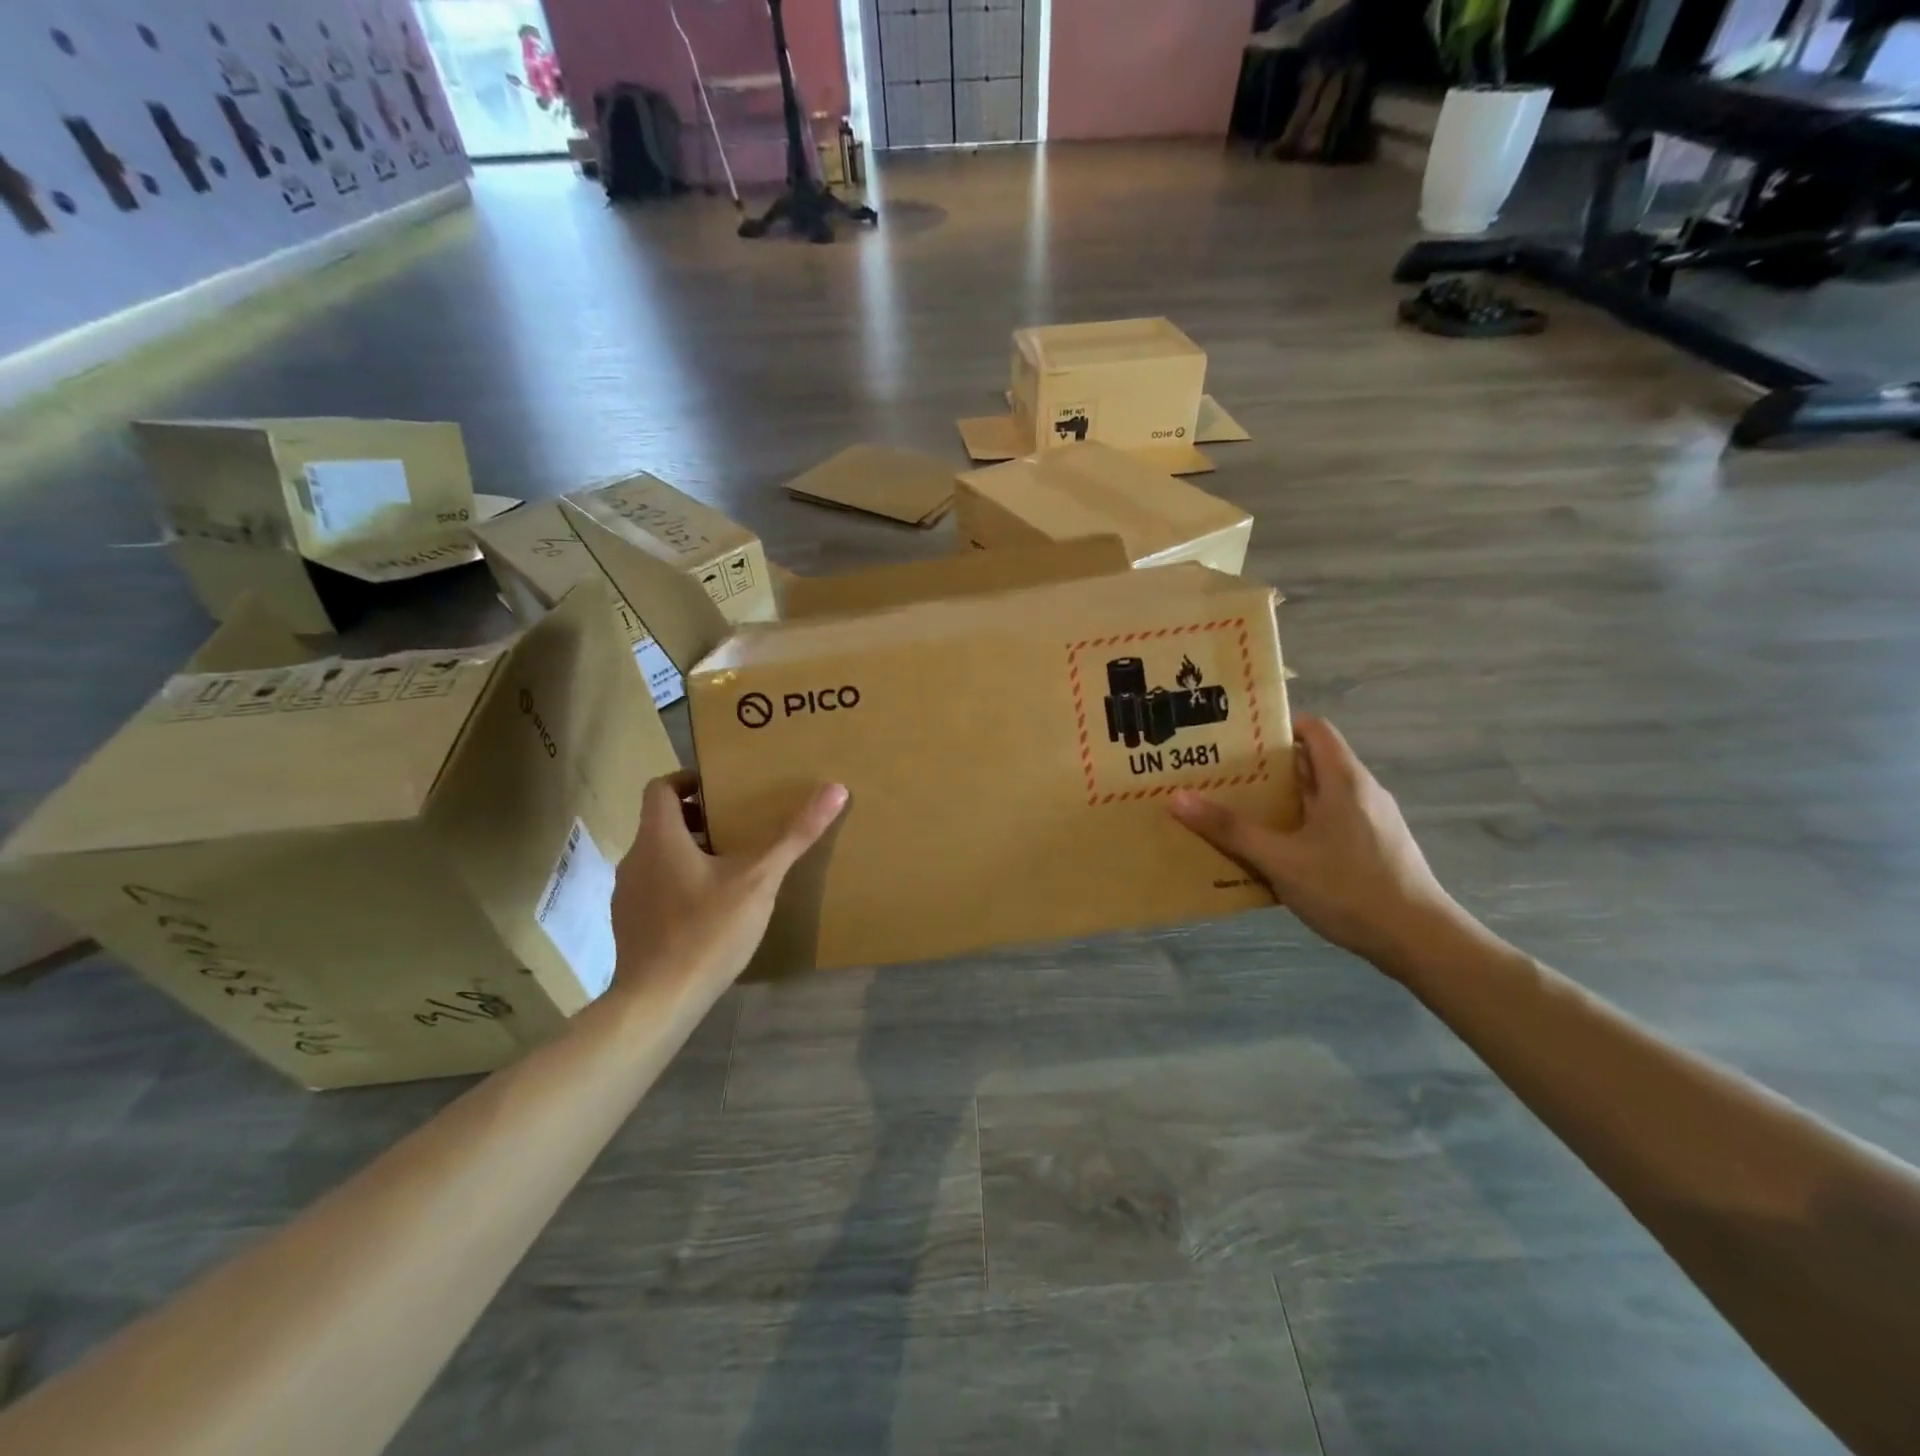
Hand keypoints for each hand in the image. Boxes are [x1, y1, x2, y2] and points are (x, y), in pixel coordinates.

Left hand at [609, 773, 847, 993]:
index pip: (660, 788)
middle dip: (700, 819)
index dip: (688, 780)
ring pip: (660, 858)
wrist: (658, 1002)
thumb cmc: (707, 930)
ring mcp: (628, 896)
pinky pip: (657, 890)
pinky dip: (682, 886)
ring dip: (691, 854)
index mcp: (659, 838)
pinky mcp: (631, 927)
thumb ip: (794, 834)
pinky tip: (712, 910)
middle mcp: (635, 860)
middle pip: (662, 823)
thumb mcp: (759, 879)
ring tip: (733, 868)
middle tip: (739, 827)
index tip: (722, 789)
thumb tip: (835, 788)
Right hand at [1169, 715, 1466, 979]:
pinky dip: (1302, 824)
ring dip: (1284, 799)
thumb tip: (1177, 798)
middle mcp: (1362, 792)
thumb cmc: (1348, 888)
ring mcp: (1373, 822)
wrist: (1420, 941)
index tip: (1239, 738)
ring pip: (1322, 795)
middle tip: (1226, 775)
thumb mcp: (1280, 860)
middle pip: (1313, 762)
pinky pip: (1332, 821)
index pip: (1314, 729)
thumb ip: (1230, 829)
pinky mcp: (1376, 848)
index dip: (1278, 726)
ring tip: (1242, 810)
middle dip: (1270, 766)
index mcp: (1344, 780)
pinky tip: (1278, 850)